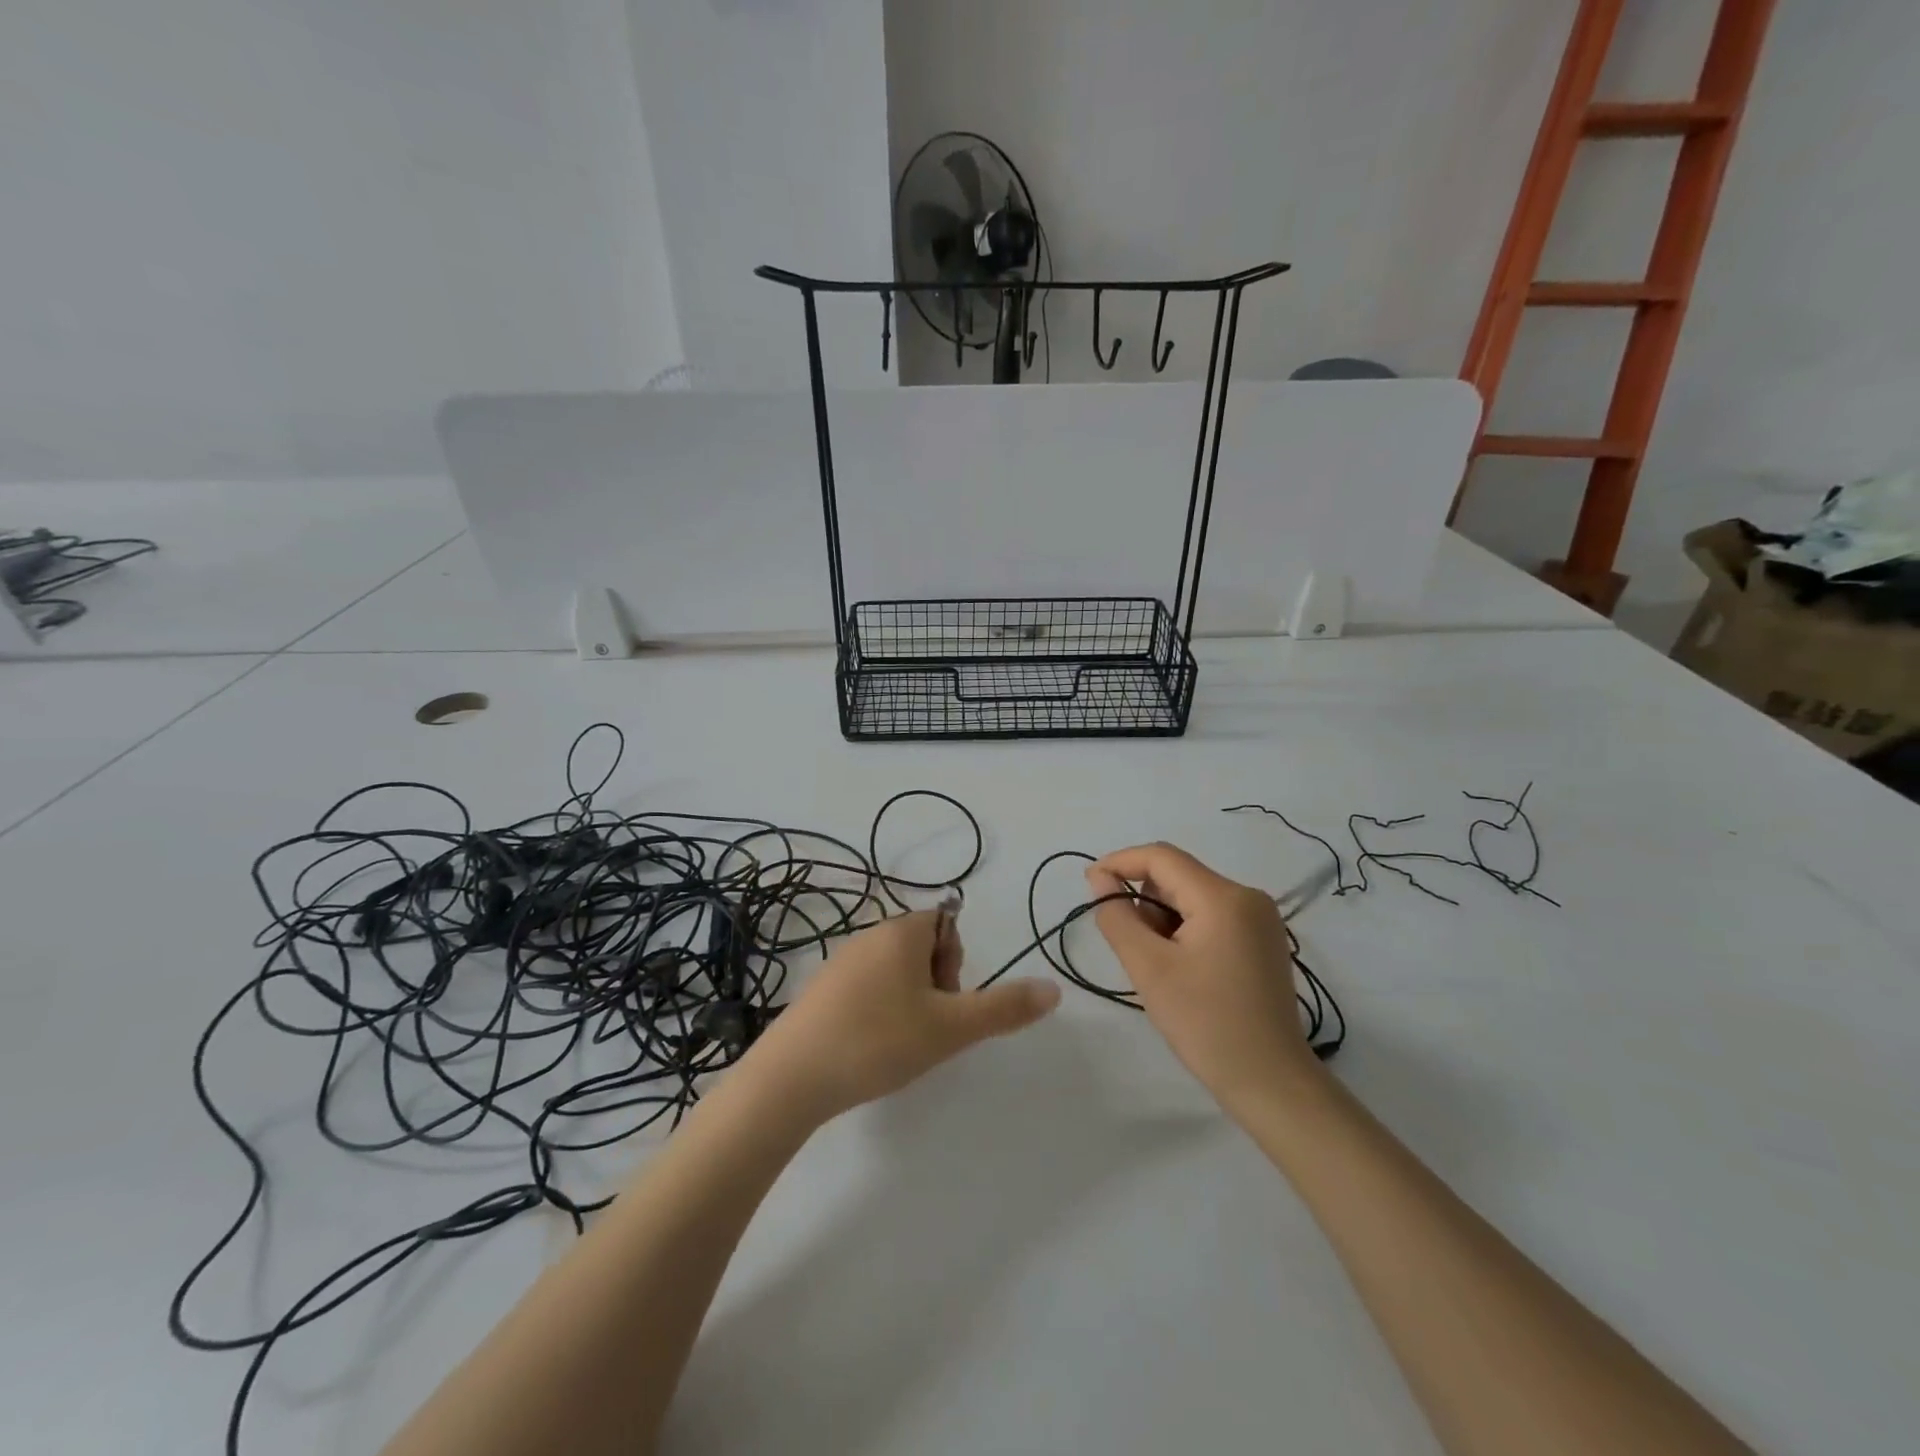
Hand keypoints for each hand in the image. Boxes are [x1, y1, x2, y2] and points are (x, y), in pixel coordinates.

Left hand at [743, 910, 1060, 1123]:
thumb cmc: (879, 1040)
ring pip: (894, 971)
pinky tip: (868, 1048)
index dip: (955, 965)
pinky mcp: (820, 989)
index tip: (944, 1004)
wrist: (792, 1077)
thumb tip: (1054, 989)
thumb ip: (1004, 1008)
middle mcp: (869, 934)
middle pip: (922, 947)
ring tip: (898, 1044)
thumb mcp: (951, 1027)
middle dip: (935, 986)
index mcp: (901, 931)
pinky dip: (878, 1012)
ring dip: (909, 1002)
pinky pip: (866, 989)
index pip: (947, 925)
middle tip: (925, 1028)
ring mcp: (840, 961)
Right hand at [1086, 843, 1320, 1112]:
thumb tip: (1102, 880)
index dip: (1120, 863)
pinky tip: (1181, 970)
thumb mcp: (1149, 968)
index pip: (1161, 857)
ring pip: (1192, 897)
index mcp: (1224, 897)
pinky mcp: (1262, 940)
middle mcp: (1248, 897)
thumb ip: (1118, 917)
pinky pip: (1210, 916)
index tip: (1089, 885)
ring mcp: (1260, 919)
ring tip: (1159, 967)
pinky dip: (1184, 931)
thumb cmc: (1205, 1023)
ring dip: (1162, 919)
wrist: (1270, 1082)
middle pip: (1178, 877)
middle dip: (1143, 901)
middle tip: (1129, 947)